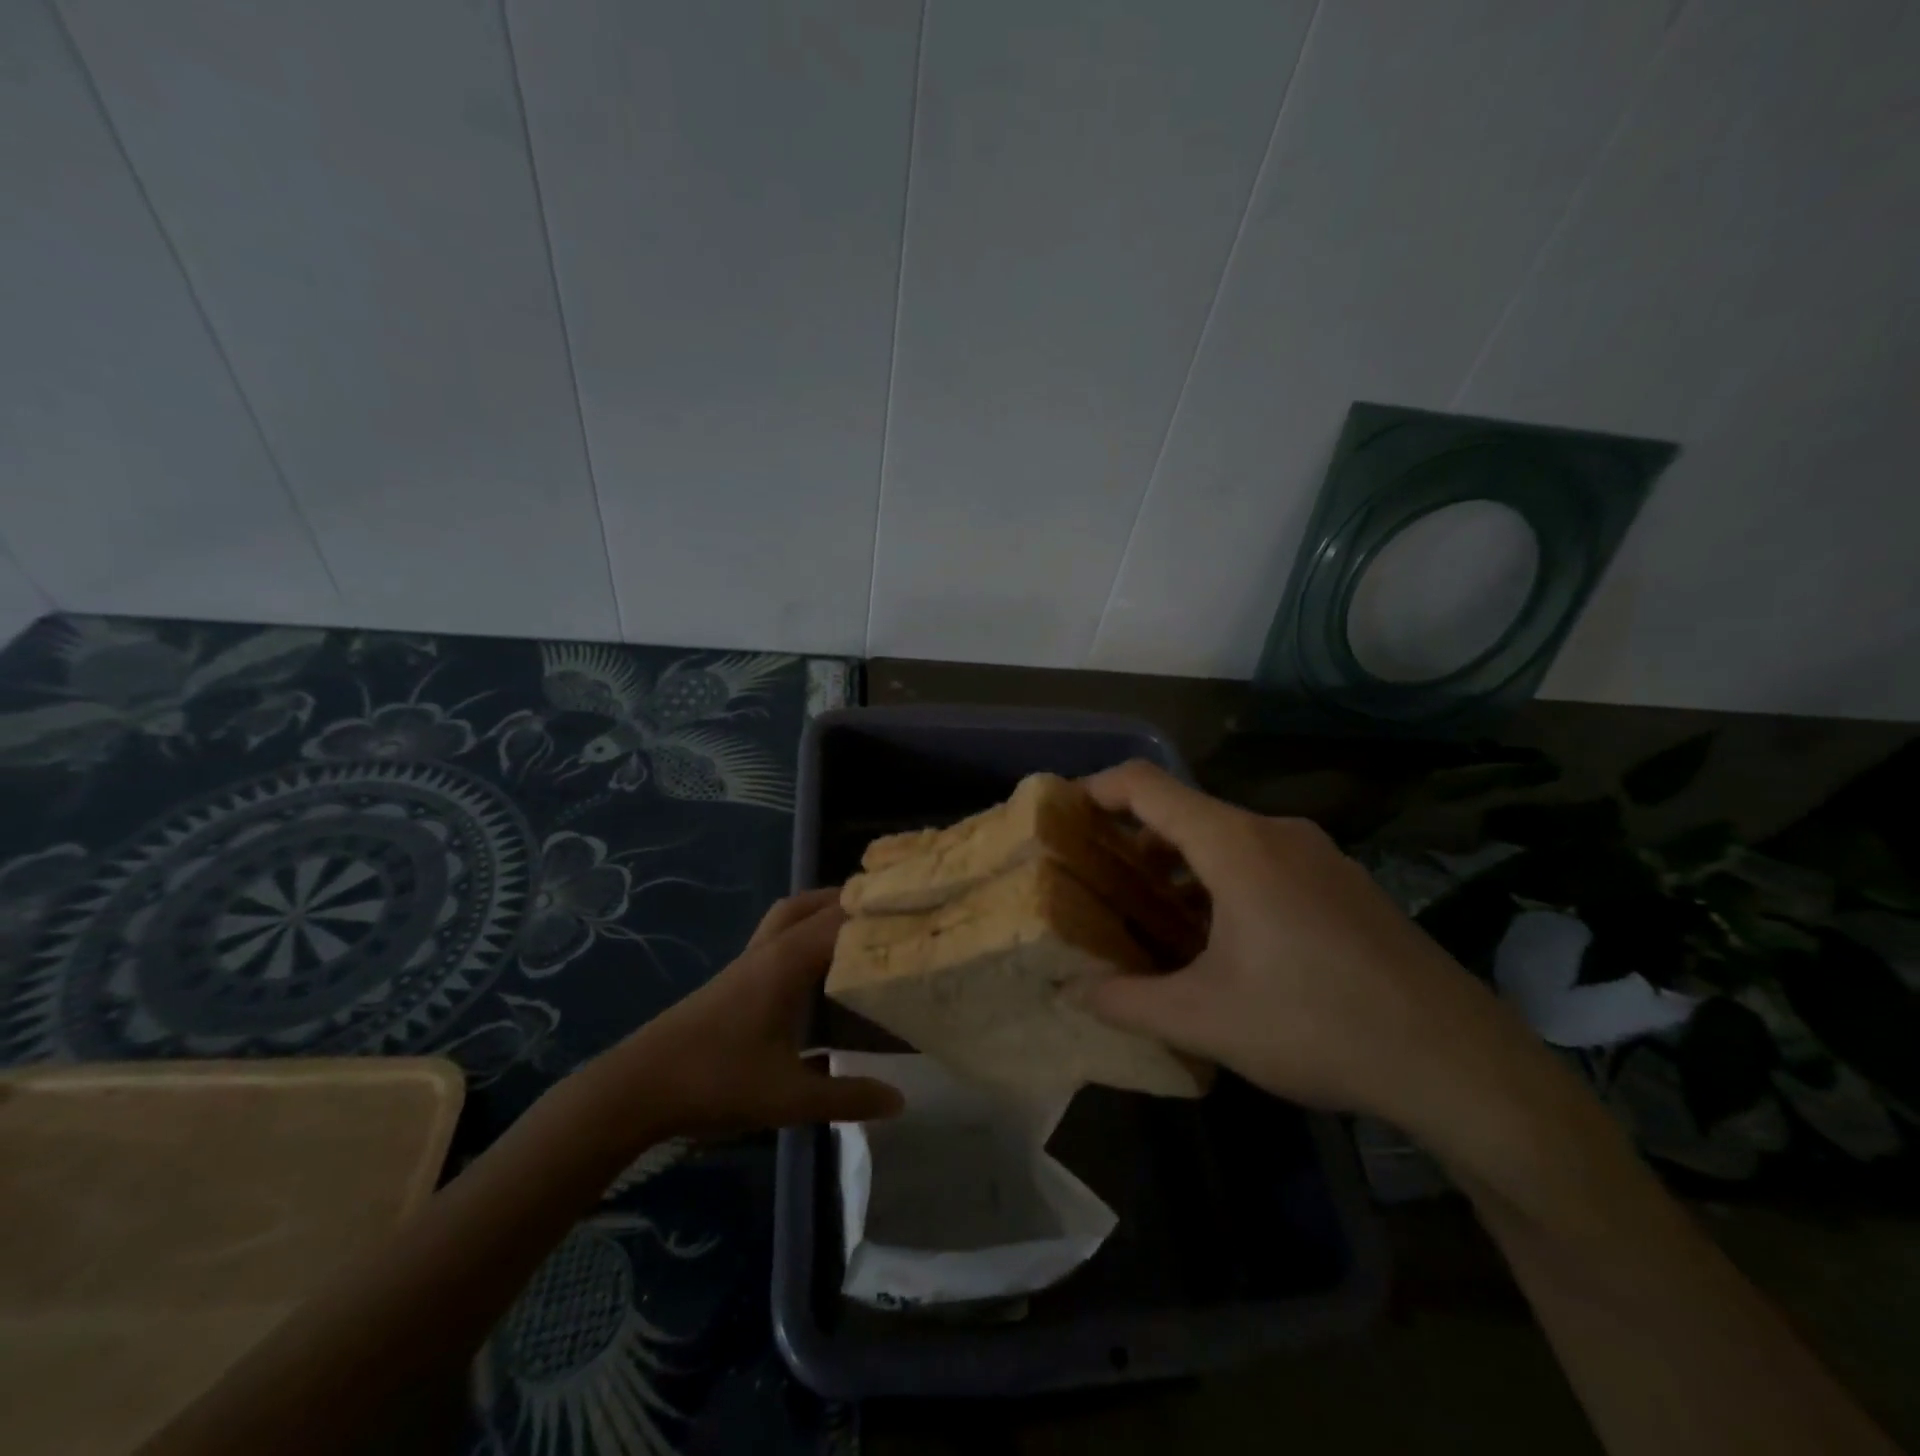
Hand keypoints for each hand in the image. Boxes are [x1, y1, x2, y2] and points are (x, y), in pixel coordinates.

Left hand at [591, 889, 904, 1139]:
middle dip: (852, 902)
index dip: (879, 911)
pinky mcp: (734, 979)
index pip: (842, 919)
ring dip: (822, 913)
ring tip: (858, 933)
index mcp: (787, 961)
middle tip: (890, 918)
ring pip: (790, 916)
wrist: (638, 1087)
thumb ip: (847, 1097)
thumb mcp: (789, 1097)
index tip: (919, 910)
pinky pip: (777, 938)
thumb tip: (900, 1100)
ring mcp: (748, 962)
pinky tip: (817, 972)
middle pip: (813, 904)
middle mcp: (770, 950)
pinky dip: (802, 936)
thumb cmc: (716, 1081)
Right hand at [1082, 761, 1533, 1130]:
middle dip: (1134, 840)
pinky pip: (1265, 863)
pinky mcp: (1345, 884)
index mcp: (1236, 845)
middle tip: (1100, 881)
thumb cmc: (1317, 1024)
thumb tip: (1075, 993)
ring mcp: (1319, 855)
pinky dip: (1223, 882)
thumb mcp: (1206, 1020)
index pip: (1146, 785)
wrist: (1459, 1062)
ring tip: (1154, 917)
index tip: (1062, 814)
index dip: (1096, 789)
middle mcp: (1276, 833)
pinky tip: (1223, 941)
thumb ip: (1128, 1001)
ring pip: (1227, 840)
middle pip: (1186, 812)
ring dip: (1181, 867)